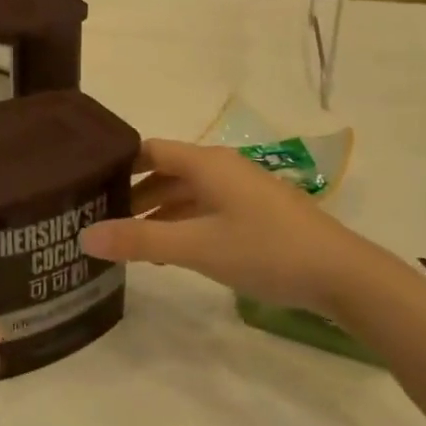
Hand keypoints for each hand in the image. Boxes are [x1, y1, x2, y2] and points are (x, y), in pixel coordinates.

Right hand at [80, 139, 408, 318]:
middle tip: (98, 216)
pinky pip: (206, 210)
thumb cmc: (265, 250)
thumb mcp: (197, 247)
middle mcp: (222, 168)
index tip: (87, 183)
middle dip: (133, 193)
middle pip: (166, 171)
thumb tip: (84, 235)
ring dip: (157, 212)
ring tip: (126, 239)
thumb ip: (140, 241)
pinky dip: (182, 224)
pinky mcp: (255, 214)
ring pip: (187, 193)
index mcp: (207, 163)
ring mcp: (242, 191)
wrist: (342, 275)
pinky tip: (168, 252)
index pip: (150, 150)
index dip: (118, 163)